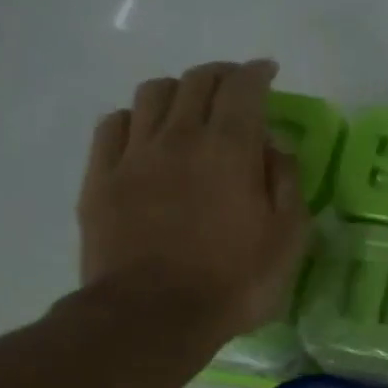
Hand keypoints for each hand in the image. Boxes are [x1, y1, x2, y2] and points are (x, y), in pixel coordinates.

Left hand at [77, 60, 307, 344]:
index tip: (268, 71)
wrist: (153, 316)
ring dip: (178, 89)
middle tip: (237, 86)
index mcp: (230, 149)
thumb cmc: (234, 282)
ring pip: (152, 94)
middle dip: (221, 74)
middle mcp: (180, 137)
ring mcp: (134, 155)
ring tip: (191, 106)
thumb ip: (286, 184)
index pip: (243, 89)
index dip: (257, 73)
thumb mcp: (287, 240)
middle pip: (197, 82)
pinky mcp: (101, 178)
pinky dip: (137, 117)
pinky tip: (146, 132)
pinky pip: (114, 125)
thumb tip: (274, 145)